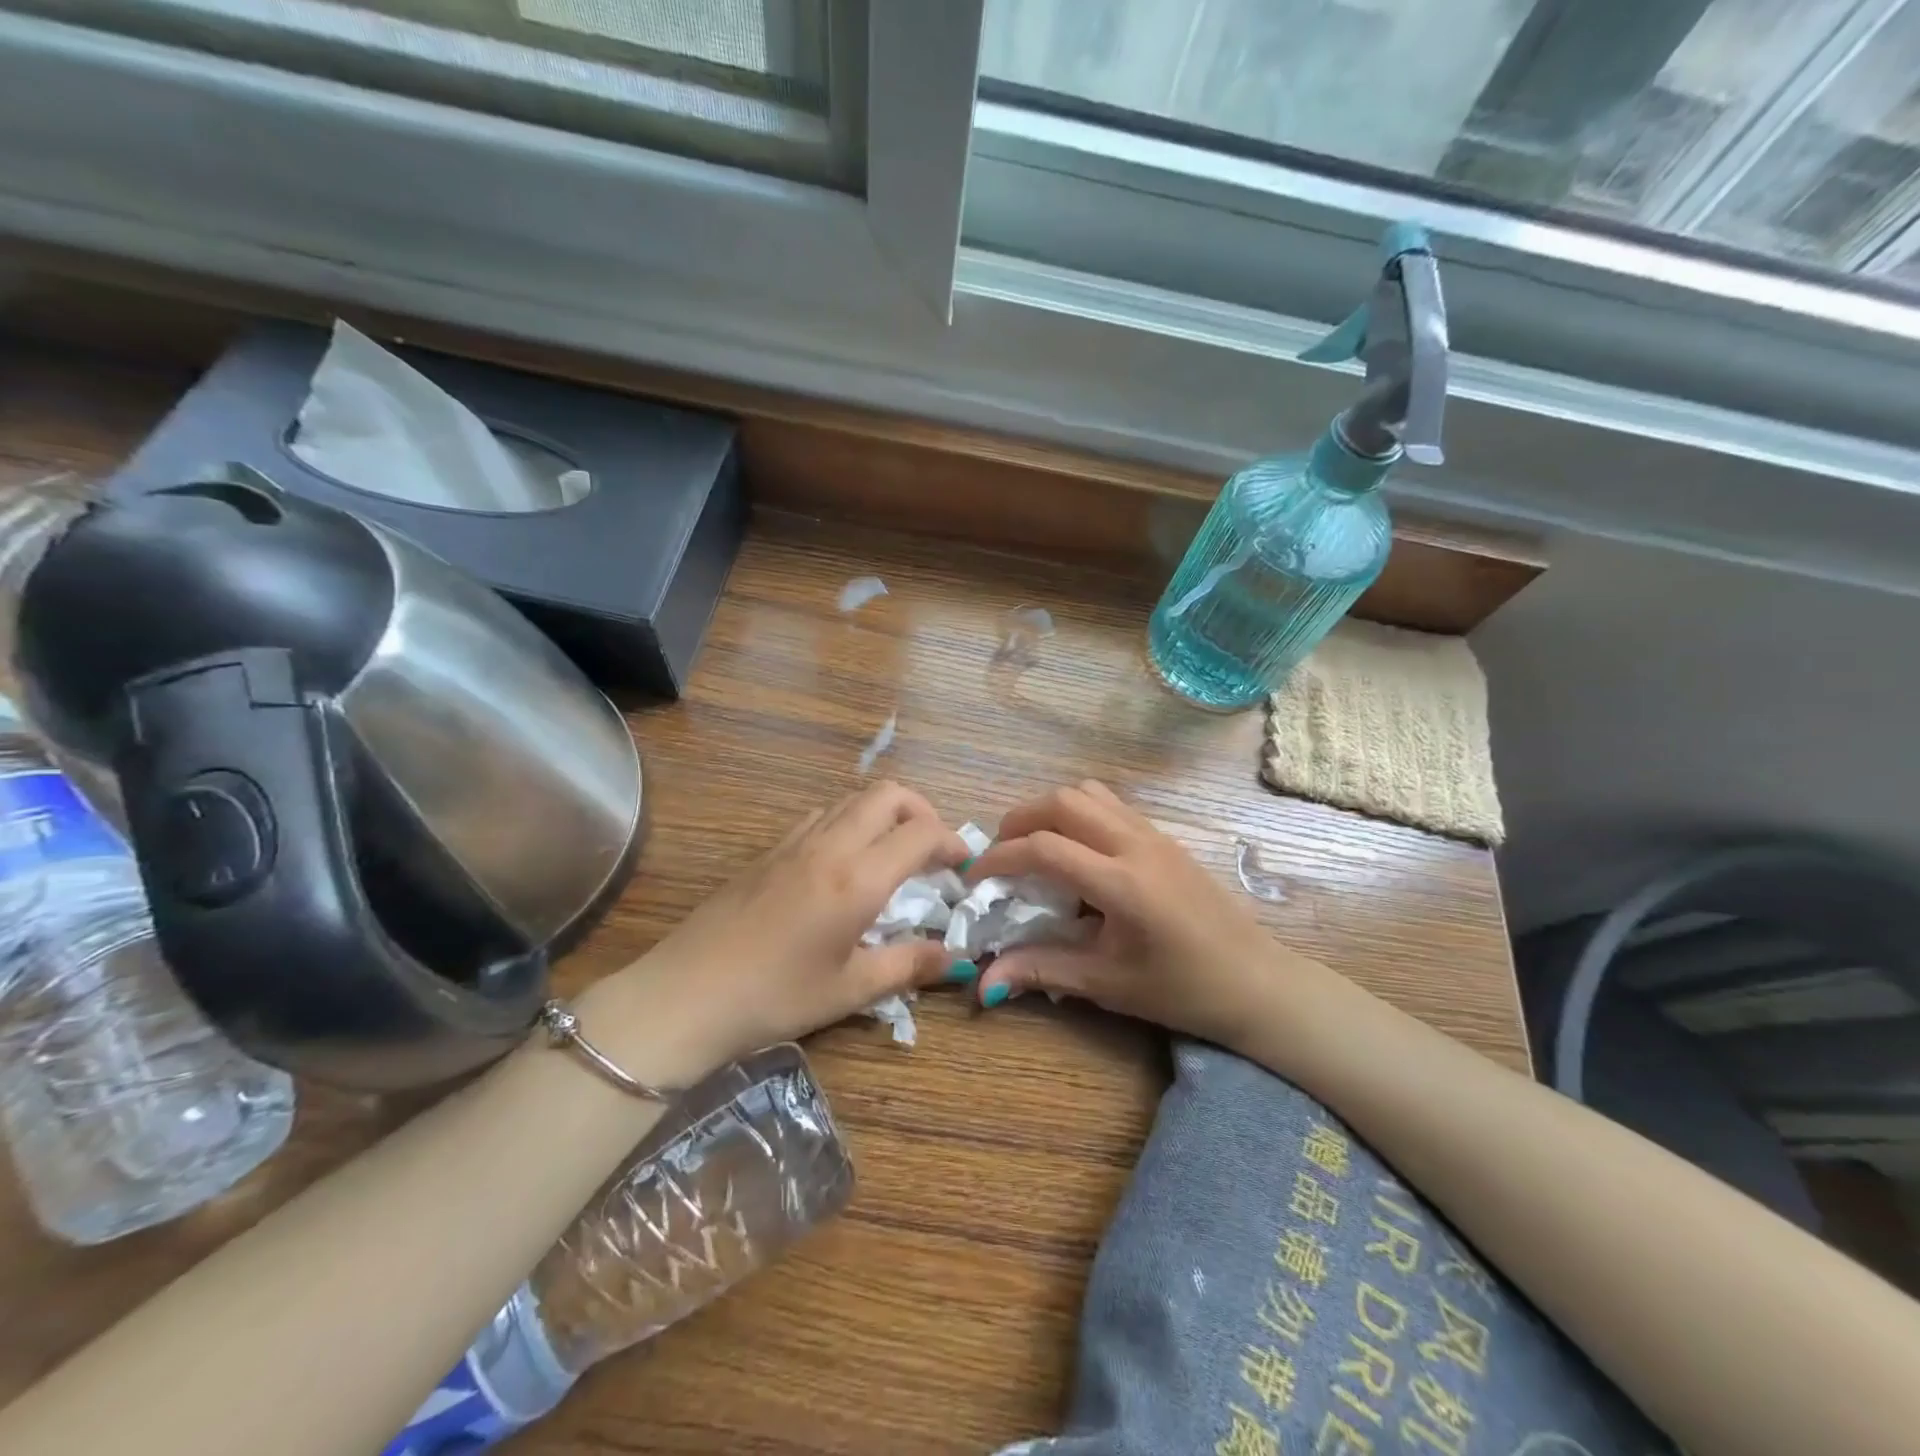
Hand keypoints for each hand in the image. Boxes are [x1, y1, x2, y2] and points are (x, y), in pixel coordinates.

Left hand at [590, 783, 971, 1082]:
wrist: (686, 996)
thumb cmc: (775, 997)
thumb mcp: (850, 989)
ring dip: (884, 813)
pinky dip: (849, 821)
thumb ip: (909, 966)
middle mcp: (830, 845)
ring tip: (892, 854)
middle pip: (888, 794)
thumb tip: (957, 959)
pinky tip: (844, 863)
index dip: (951, 841)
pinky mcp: (768, 851)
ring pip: (852, 798)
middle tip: (932, 849)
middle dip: (922, 811)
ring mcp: (794, 842)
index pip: (921, 833)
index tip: (963, 865)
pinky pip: (822, 815)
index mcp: (857, 878)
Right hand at [963, 780, 1300, 1046]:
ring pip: (1087, 793)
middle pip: (1062, 801)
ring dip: (1050, 810)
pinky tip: (1076, 852)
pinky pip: (1110, 804)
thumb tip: (983, 982)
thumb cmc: (1181, 990)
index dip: (999, 858)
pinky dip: (1078, 813)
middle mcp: (1135, 845)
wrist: (1256, 982)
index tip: (976, 880)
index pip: (1043, 848)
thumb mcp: (1106, 985)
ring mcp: (1153, 834)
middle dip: (1019, 820)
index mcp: (1121, 883)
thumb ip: (1041, 970)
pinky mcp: (1164, 836)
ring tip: (1035, 847)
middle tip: (1002, 855)